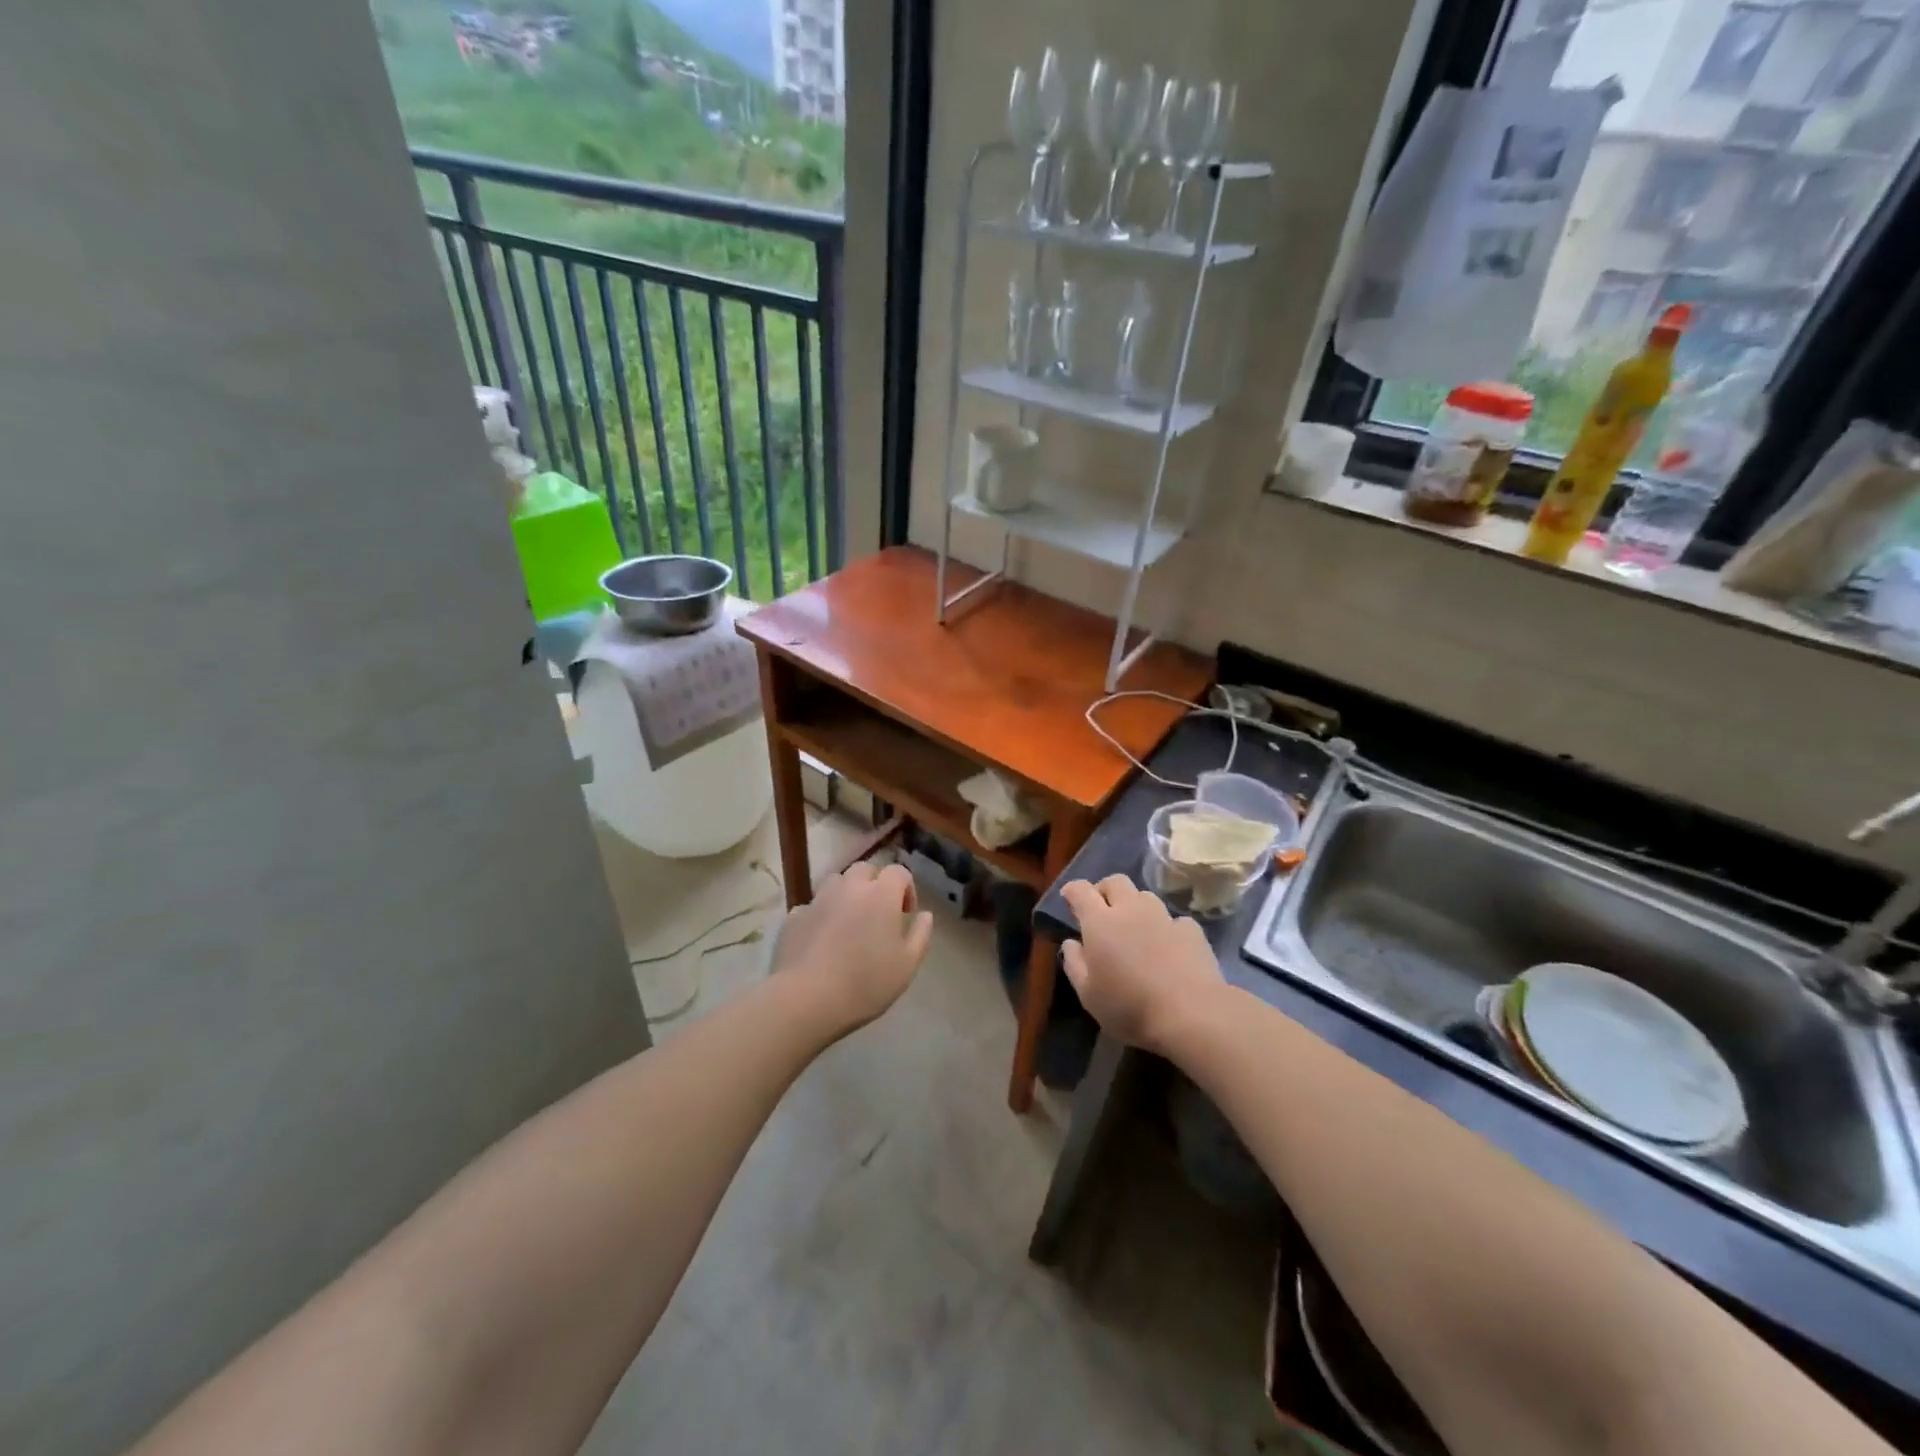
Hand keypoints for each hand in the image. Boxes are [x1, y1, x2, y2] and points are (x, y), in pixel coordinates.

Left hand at [772, 862, 933, 1033]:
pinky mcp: (794, 916)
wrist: (807, 999)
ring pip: (836, 882)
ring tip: (848, 923)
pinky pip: (812, 906)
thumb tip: (925, 915)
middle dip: (875, 885)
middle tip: (877, 914)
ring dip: (847, 894)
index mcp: (881, 895)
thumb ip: (921, 935)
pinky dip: (821, 915)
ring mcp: (818, 900)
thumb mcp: (907, 965)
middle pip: (865, 869)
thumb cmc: (866, 983)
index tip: (905, 915)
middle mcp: (850, 888)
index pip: (898, 872)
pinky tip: (821, 940)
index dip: (906, 889)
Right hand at [1061, 874, 1223, 1054]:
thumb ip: (1074, 964)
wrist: (1191, 1014)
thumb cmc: (1130, 1007)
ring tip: (1135, 928)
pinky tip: (1168, 947)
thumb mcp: (1088, 995)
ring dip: (1135, 905)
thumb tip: (1071, 943)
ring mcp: (1164, 917)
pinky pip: (1173, 919)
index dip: (1072, 890)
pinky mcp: (1191, 930)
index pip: (1081, 890)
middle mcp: (1131, 909)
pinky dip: (1165, 927)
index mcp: (1100, 922)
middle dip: (1104, 890)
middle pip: (1115, 881)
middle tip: (1101, 910)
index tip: (1068, 898)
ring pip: (1145, 896)